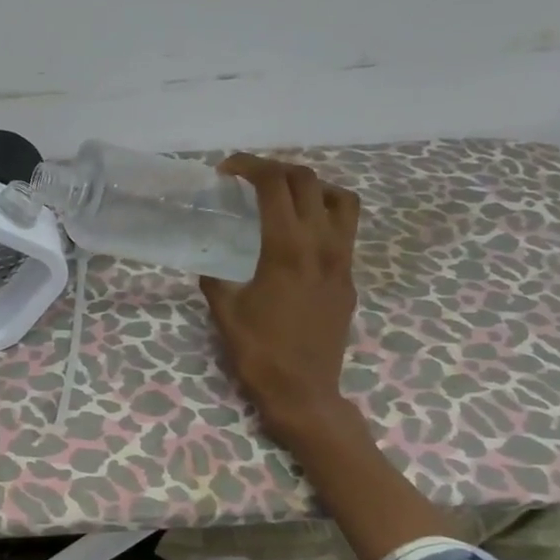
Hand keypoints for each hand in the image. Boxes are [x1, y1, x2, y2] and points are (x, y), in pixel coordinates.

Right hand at [200, 155, 362, 460]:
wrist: (304, 392)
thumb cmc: (259, 352)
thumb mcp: (224, 311)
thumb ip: (215, 278)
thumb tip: (210, 262)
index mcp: (287, 249)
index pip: (274, 185)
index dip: (249, 166)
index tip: (226, 171)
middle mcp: (322, 246)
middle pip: (307, 181)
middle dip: (275, 168)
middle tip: (248, 178)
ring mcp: (343, 261)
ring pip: (340, 198)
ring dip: (310, 186)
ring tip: (284, 197)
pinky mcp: (349, 278)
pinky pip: (345, 228)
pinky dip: (323, 213)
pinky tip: (299, 233)